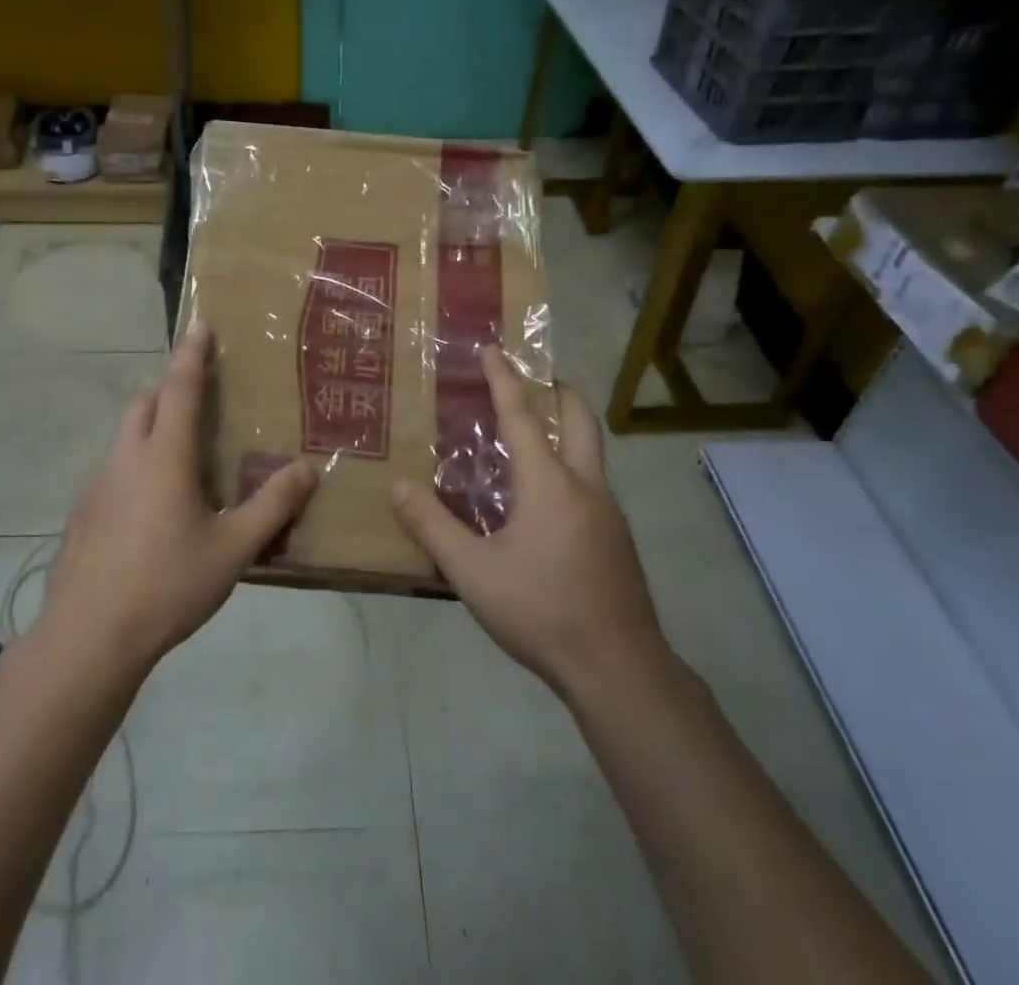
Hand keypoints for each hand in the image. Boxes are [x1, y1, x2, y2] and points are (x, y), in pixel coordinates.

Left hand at [37, 326, 318, 679]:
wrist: (88, 637)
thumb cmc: (167, 585)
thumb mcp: (233, 549)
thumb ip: (272, 506)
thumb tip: (307, 469)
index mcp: (164, 456)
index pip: (180, 388)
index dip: (192, 353)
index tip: (199, 322)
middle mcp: (126, 458)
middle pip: (145, 403)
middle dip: (169, 388)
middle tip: (199, 398)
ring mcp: (97, 485)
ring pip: (125, 436)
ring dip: (151, 427)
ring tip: (181, 457)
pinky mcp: (82, 513)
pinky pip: (113, 469)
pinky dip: (135, 464)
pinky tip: (151, 508)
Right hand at [392, 348, 670, 700]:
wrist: (619, 670)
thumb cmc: (541, 611)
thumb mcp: (473, 572)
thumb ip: (433, 527)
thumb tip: (399, 487)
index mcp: (550, 484)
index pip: (522, 416)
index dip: (504, 380)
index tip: (493, 349)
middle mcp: (585, 486)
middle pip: (579, 420)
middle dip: (559, 391)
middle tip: (537, 377)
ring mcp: (609, 514)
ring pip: (590, 453)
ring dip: (567, 429)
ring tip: (534, 436)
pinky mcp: (617, 540)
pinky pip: (592, 483)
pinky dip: (570, 466)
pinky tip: (546, 500)